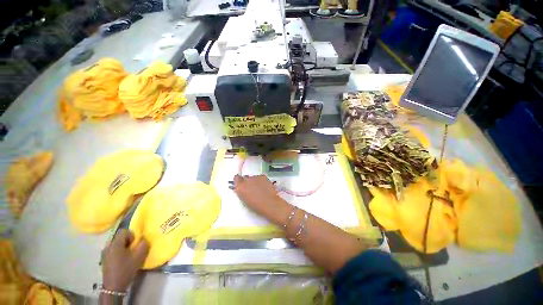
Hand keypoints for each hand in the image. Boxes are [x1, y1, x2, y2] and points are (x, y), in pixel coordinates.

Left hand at [102, 229, 148, 292]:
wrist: (114, 286)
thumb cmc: (126, 269)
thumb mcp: (139, 256)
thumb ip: (143, 244)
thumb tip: (143, 239)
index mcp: (115, 243)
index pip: (124, 231)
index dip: (132, 235)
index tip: (135, 244)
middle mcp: (108, 246)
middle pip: (120, 238)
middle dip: (128, 242)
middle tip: (133, 250)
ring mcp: (104, 253)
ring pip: (116, 245)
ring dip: (123, 248)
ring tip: (128, 256)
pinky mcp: (104, 260)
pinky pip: (113, 251)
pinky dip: (118, 253)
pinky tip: (122, 261)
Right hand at [233, 175, 282, 215]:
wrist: (269, 203)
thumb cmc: (256, 206)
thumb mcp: (244, 200)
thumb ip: (241, 192)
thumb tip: (240, 189)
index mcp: (240, 187)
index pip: (236, 178)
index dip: (239, 181)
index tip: (241, 184)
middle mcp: (247, 180)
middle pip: (245, 177)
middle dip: (247, 182)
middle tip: (251, 188)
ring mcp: (255, 177)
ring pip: (253, 177)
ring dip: (254, 181)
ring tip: (259, 189)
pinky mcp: (263, 176)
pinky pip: (260, 177)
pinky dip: (261, 181)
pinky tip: (264, 187)